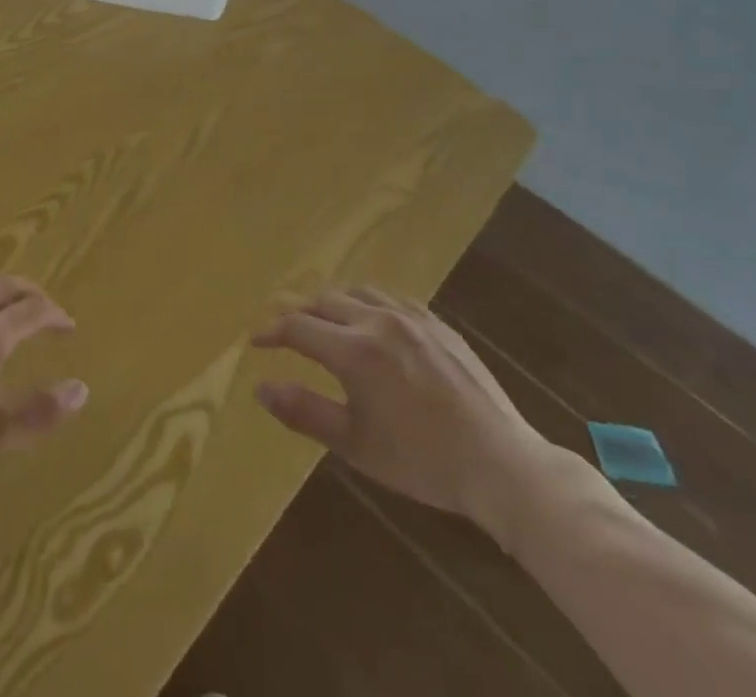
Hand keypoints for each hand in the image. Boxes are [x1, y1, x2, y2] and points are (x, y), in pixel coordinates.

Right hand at [252, 288, 553, 545]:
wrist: (500, 464)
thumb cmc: (421, 461)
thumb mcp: (355, 444)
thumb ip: (304, 411)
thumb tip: (260, 386)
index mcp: (354, 351)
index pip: (298, 327)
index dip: (271, 332)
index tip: (255, 340)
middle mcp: (377, 321)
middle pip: (323, 302)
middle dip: (297, 313)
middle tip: (284, 330)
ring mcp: (410, 317)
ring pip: (356, 292)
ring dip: (332, 303)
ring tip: (323, 321)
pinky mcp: (437, 322)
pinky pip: (391, 297)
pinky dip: (367, 302)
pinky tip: (370, 320)